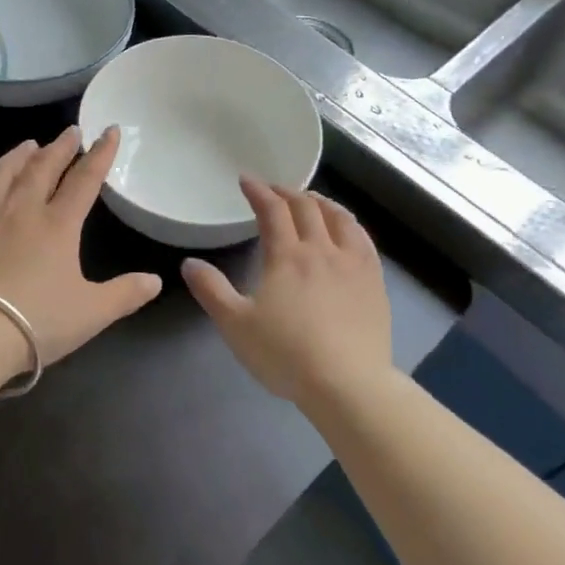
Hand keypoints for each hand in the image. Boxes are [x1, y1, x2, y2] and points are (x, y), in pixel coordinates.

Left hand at [0, 127, 163, 365]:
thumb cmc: (38, 321)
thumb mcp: (92, 312)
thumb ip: (125, 294)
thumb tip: (155, 281)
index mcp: (58, 225)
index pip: (85, 180)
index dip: (100, 154)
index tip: (110, 130)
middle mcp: (22, 212)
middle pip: (42, 169)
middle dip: (59, 147)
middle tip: (69, 130)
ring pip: (1, 177)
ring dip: (16, 157)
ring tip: (26, 145)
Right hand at [182, 179, 392, 403]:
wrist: (347, 384)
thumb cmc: (286, 354)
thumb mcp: (236, 325)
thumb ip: (211, 290)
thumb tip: (189, 263)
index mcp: (287, 256)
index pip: (272, 211)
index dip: (259, 191)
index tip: (246, 180)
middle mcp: (321, 250)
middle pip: (306, 208)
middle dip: (287, 193)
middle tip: (274, 190)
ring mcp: (353, 264)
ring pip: (339, 218)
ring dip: (321, 202)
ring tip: (311, 200)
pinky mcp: (375, 282)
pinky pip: (363, 240)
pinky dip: (349, 224)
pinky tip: (347, 230)